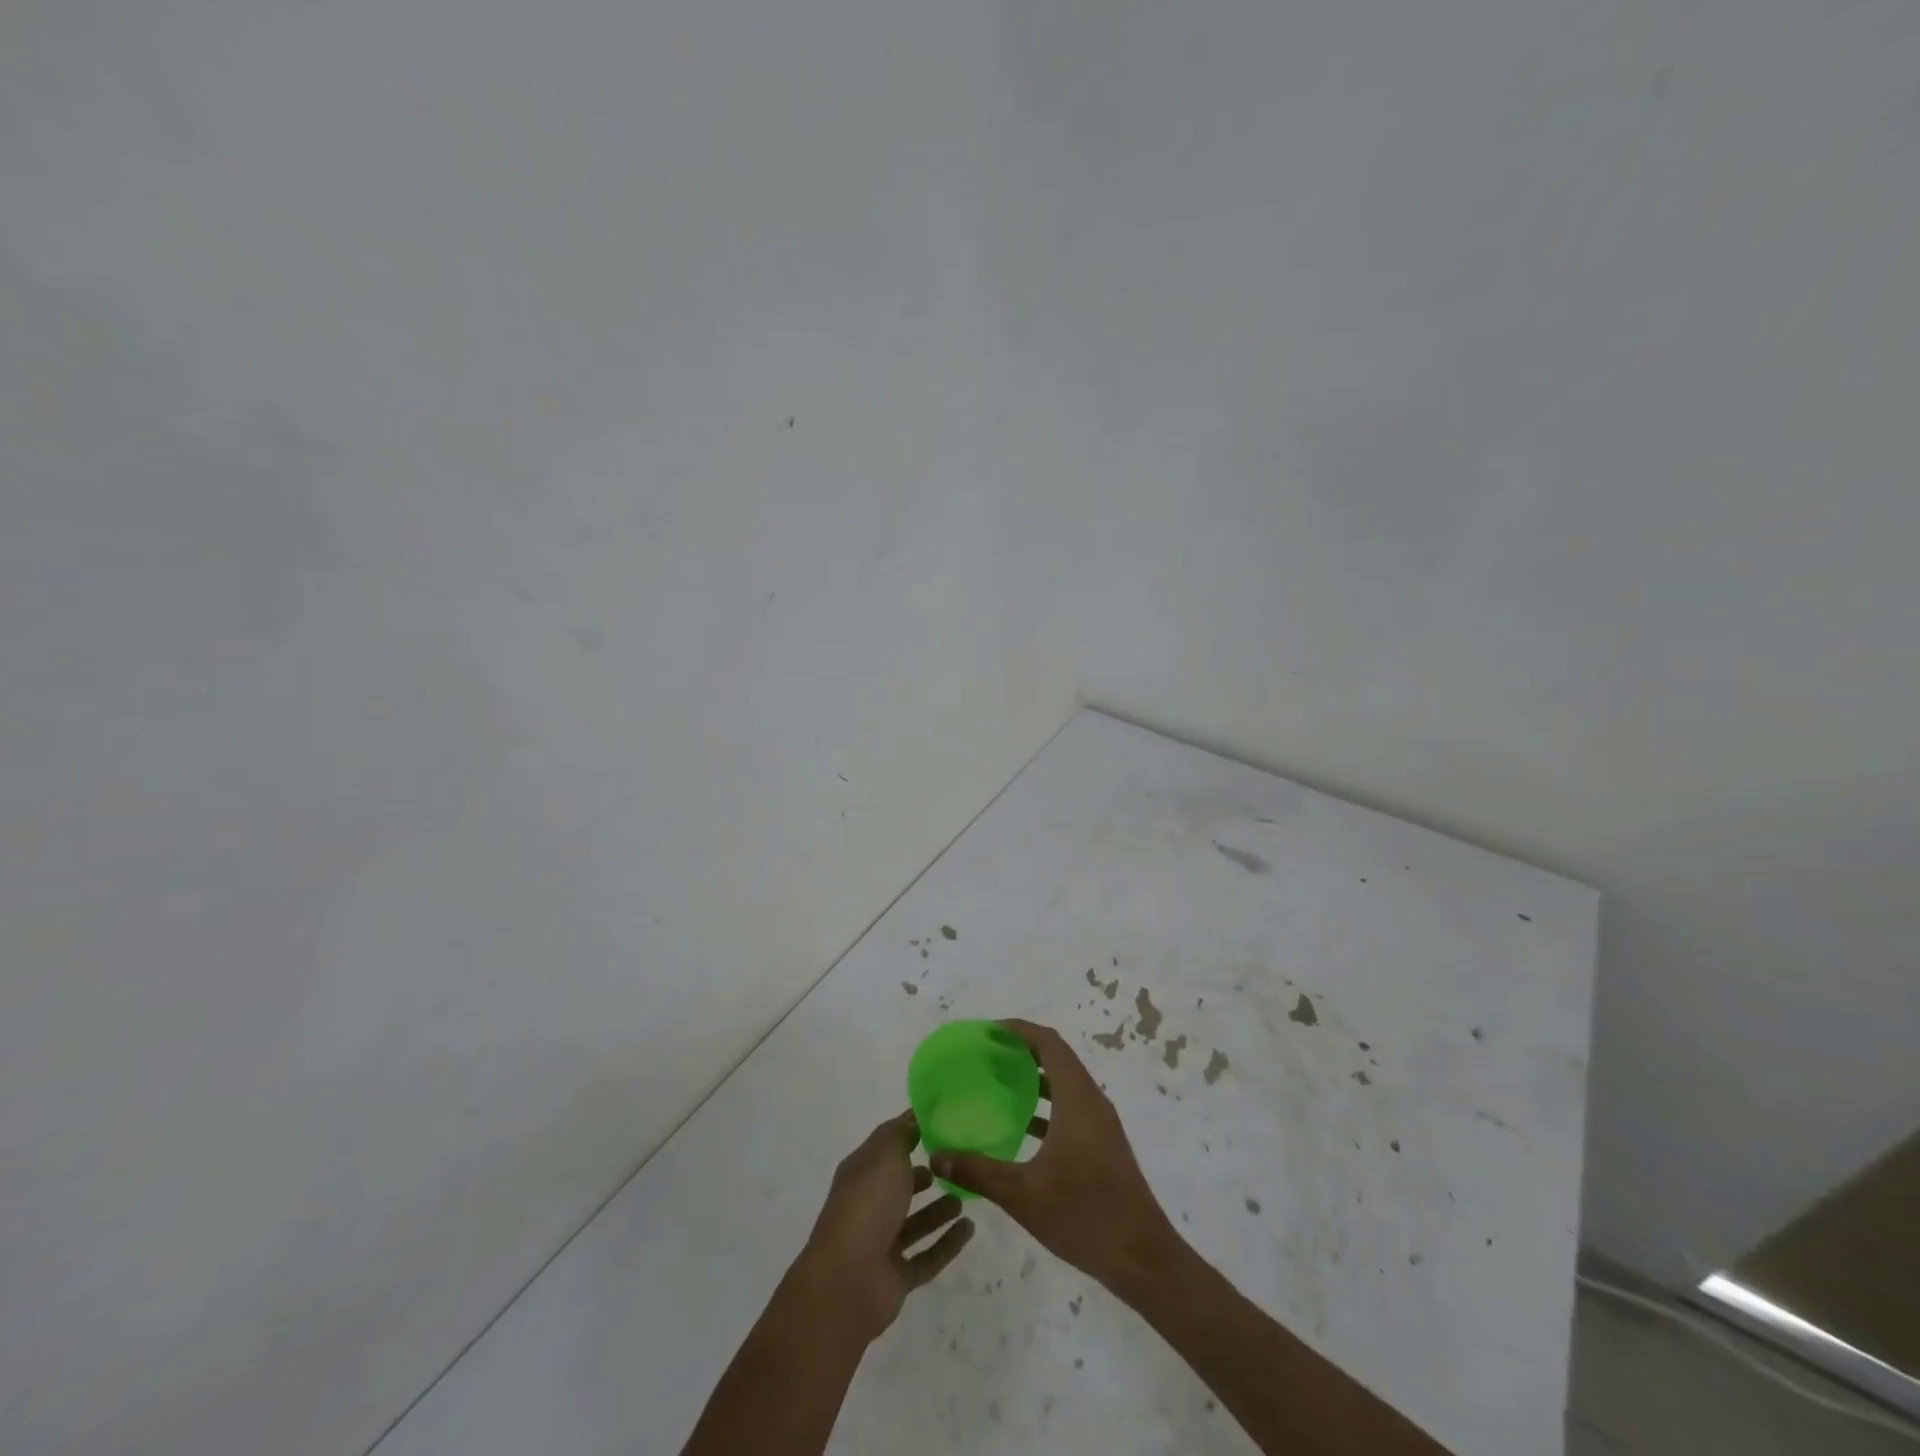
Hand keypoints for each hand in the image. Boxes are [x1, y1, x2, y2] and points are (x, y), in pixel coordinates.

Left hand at [796, 1111, 974, 1342]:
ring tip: (966, 1195)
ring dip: (938, 1210)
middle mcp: (870, 1205)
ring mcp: (882, 1244)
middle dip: (924, 1174)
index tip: (943, 1121)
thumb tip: (915, 1117)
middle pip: (900, 1186)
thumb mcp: (885, 1155)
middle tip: (956, 1163)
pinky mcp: (897, 1277)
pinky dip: (948, 1243)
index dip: (911, 1132)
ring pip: (915, 1222)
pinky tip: (970, 1229)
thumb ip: (902, 1134)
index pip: (888, 1145)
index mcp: (862, 1173)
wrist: (847, 1282)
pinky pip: (928, 1256)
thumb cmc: (866, 1205)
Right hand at [930, 1018, 1177, 1292]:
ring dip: (1034, 1077)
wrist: (1142, 1258)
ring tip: (997, 1083)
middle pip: (1057, 1058)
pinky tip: (1020, 1127)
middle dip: (1023, 1049)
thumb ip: (978, 1172)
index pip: (1049, 1043)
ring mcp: (1100, 1123)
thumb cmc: (1084, 1216)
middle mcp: (1091, 1101)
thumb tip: (937, 1154)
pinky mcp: (1102, 1144)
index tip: (989, 1030)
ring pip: (1065, 1083)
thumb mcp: (1023, 1195)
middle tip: (986, 1053)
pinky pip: (1070, 1107)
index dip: (1020, 1029)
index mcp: (1077, 1099)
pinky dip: (1045, 1104)